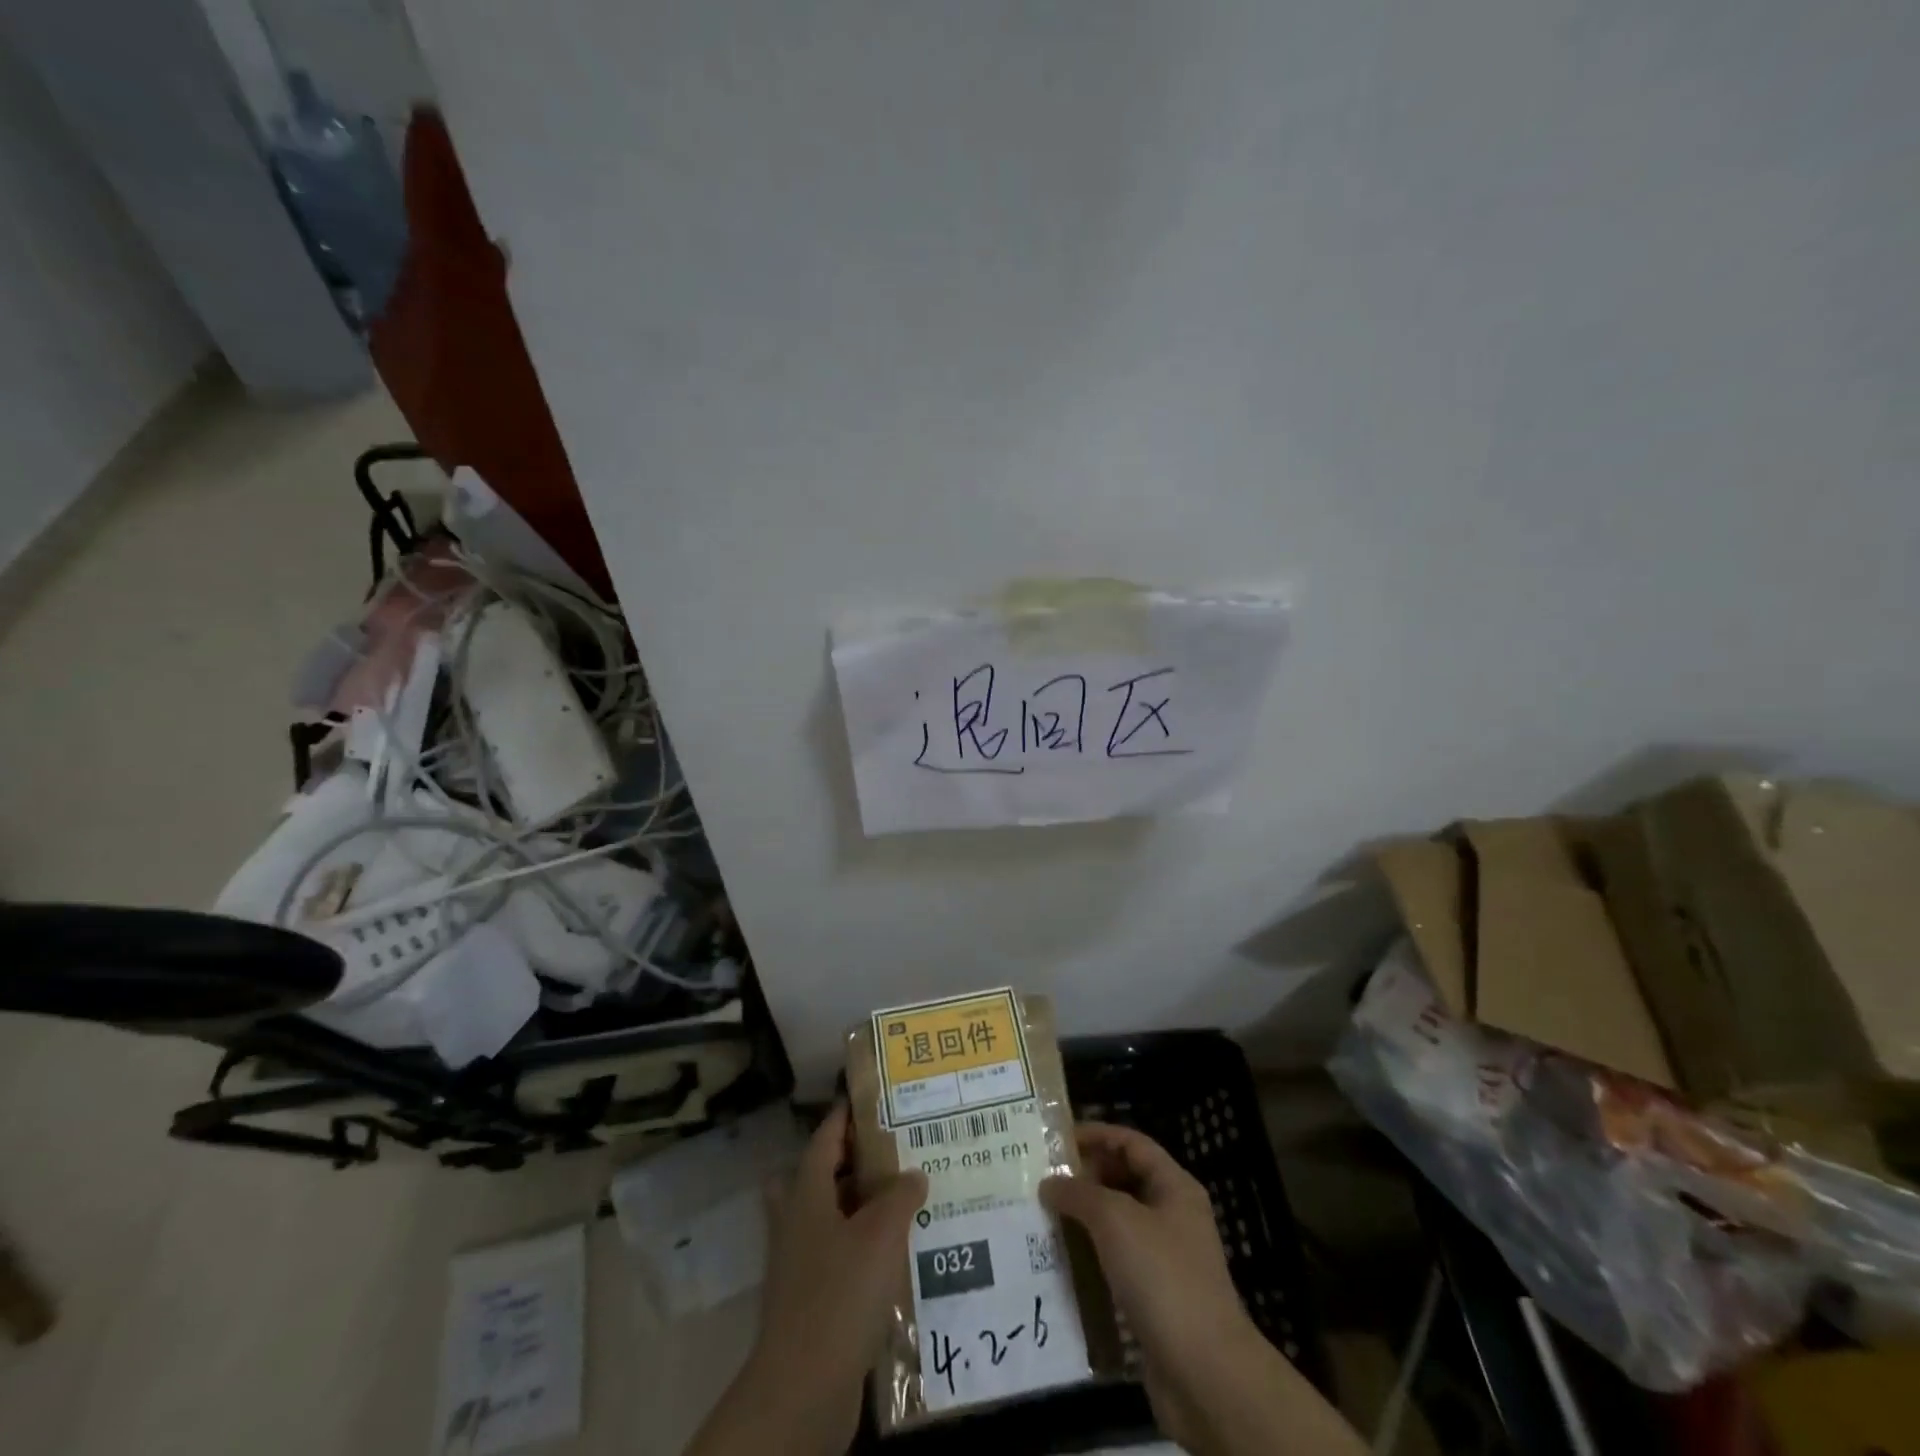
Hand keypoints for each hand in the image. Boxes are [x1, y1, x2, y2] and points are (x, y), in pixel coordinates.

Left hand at [685, 1103, 926, 1455]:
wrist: (803, 1388)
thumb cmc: (840, 1294)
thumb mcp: (880, 1234)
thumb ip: (900, 1196)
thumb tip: (913, 1174)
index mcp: (807, 1194)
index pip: (825, 1138)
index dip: (846, 1115)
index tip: (872, 1097)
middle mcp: (798, 1221)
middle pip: (822, 1175)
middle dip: (853, 1160)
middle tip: (893, 1149)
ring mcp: (801, 1262)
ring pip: (831, 1216)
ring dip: (861, 1205)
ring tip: (905, 1197)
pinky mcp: (812, 1298)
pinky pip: (840, 1254)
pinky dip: (864, 1246)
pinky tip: (898, 1253)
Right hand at [1039, 1122, 1250, 1444]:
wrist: (1205, 1374)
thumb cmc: (1163, 1277)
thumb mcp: (1116, 1220)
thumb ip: (1079, 1194)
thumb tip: (1049, 1184)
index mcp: (1174, 1187)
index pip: (1131, 1143)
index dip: (1096, 1134)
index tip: (1056, 1139)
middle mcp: (1173, 1216)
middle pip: (1125, 1180)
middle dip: (1086, 1177)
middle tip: (1042, 1179)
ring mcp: (1166, 1259)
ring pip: (1118, 1225)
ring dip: (1084, 1219)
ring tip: (1043, 1216)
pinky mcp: (1155, 1298)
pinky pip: (1117, 1263)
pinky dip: (1091, 1258)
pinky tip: (1061, 1262)